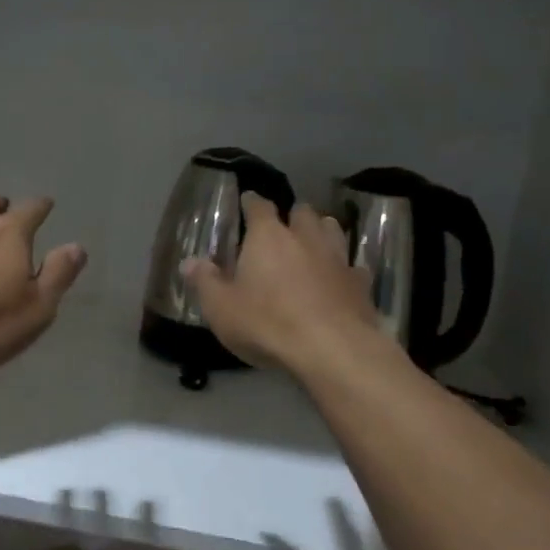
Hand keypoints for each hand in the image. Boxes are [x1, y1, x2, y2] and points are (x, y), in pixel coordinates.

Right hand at [184, 197, 382, 374]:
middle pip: (302, 212)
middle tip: (283, 228)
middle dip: (292, 215)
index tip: (248, 200)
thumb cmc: (267, 323)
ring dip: (322, 232)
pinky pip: (352, 266)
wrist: (332, 349)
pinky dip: (344, 269)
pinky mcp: (360, 283)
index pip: (259, 206)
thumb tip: (189, 261)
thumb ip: (205, 281)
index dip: (252, 202)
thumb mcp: (221, 307)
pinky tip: (340, 280)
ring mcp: (338, 258)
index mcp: (268, 237)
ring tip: (313, 243)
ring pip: (332, 230)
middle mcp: (306, 238)